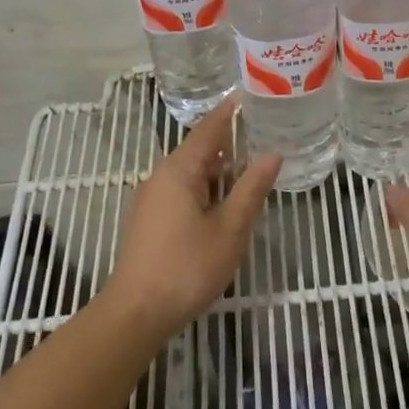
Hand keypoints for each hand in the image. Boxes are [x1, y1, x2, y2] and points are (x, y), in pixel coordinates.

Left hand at [105, 98, 280, 335]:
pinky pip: (181, 189)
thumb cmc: (186, 267)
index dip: (229, 112)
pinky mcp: (149, 219)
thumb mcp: (229, 229)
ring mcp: (152, 199)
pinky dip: (205, 186)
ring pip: (190, 172)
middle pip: (198, 149)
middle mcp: (161, 176)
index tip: (248, 94)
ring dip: (218, 168)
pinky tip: (223, 201)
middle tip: (261, 131)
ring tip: (249, 166)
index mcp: (180, 170)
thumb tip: (273, 154)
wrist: (135, 313)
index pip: (208, 129)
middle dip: (228, 141)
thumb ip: (251, 189)